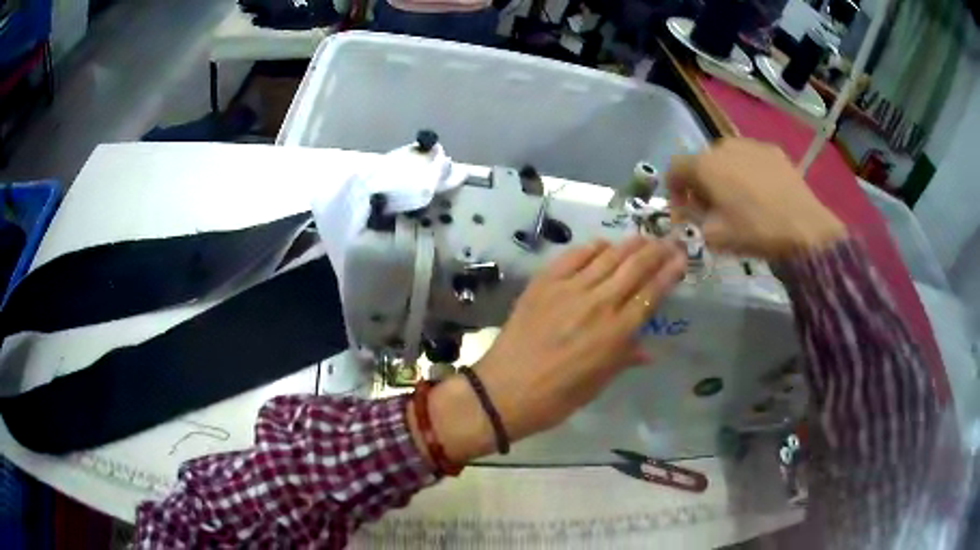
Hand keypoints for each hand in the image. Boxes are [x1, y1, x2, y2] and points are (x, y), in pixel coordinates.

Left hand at [414, 237, 686, 464]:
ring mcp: (569, 289)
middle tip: (668, 241)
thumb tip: (648, 350)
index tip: (681, 258)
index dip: (669, 272)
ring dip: (629, 244)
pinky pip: (574, 255)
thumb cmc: (556, 398)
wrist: (504, 391)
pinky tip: (603, 245)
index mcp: (616, 333)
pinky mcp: (544, 282)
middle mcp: (598, 304)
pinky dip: (593, 247)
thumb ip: (624, 358)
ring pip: (608, 255)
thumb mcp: (598, 384)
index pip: (651, 293)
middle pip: (635, 266)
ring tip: (643, 238)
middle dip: (656, 250)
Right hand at [667, 138, 845, 259]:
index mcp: (704, 165)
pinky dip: (747, 172)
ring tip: (739, 200)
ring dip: (724, 175)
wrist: (804, 228)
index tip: (684, 212)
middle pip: (701, 161)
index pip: (674, 169)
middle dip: (701, 184)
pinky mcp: (773, 150)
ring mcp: (751, 144)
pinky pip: (750, 158)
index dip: (674, 191)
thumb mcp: (713, 237)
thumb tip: (687, 212)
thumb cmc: (754, 231)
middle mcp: (723, 146)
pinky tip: (761, 194)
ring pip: (727, 158)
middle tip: (713, 209)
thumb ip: (692, 220)